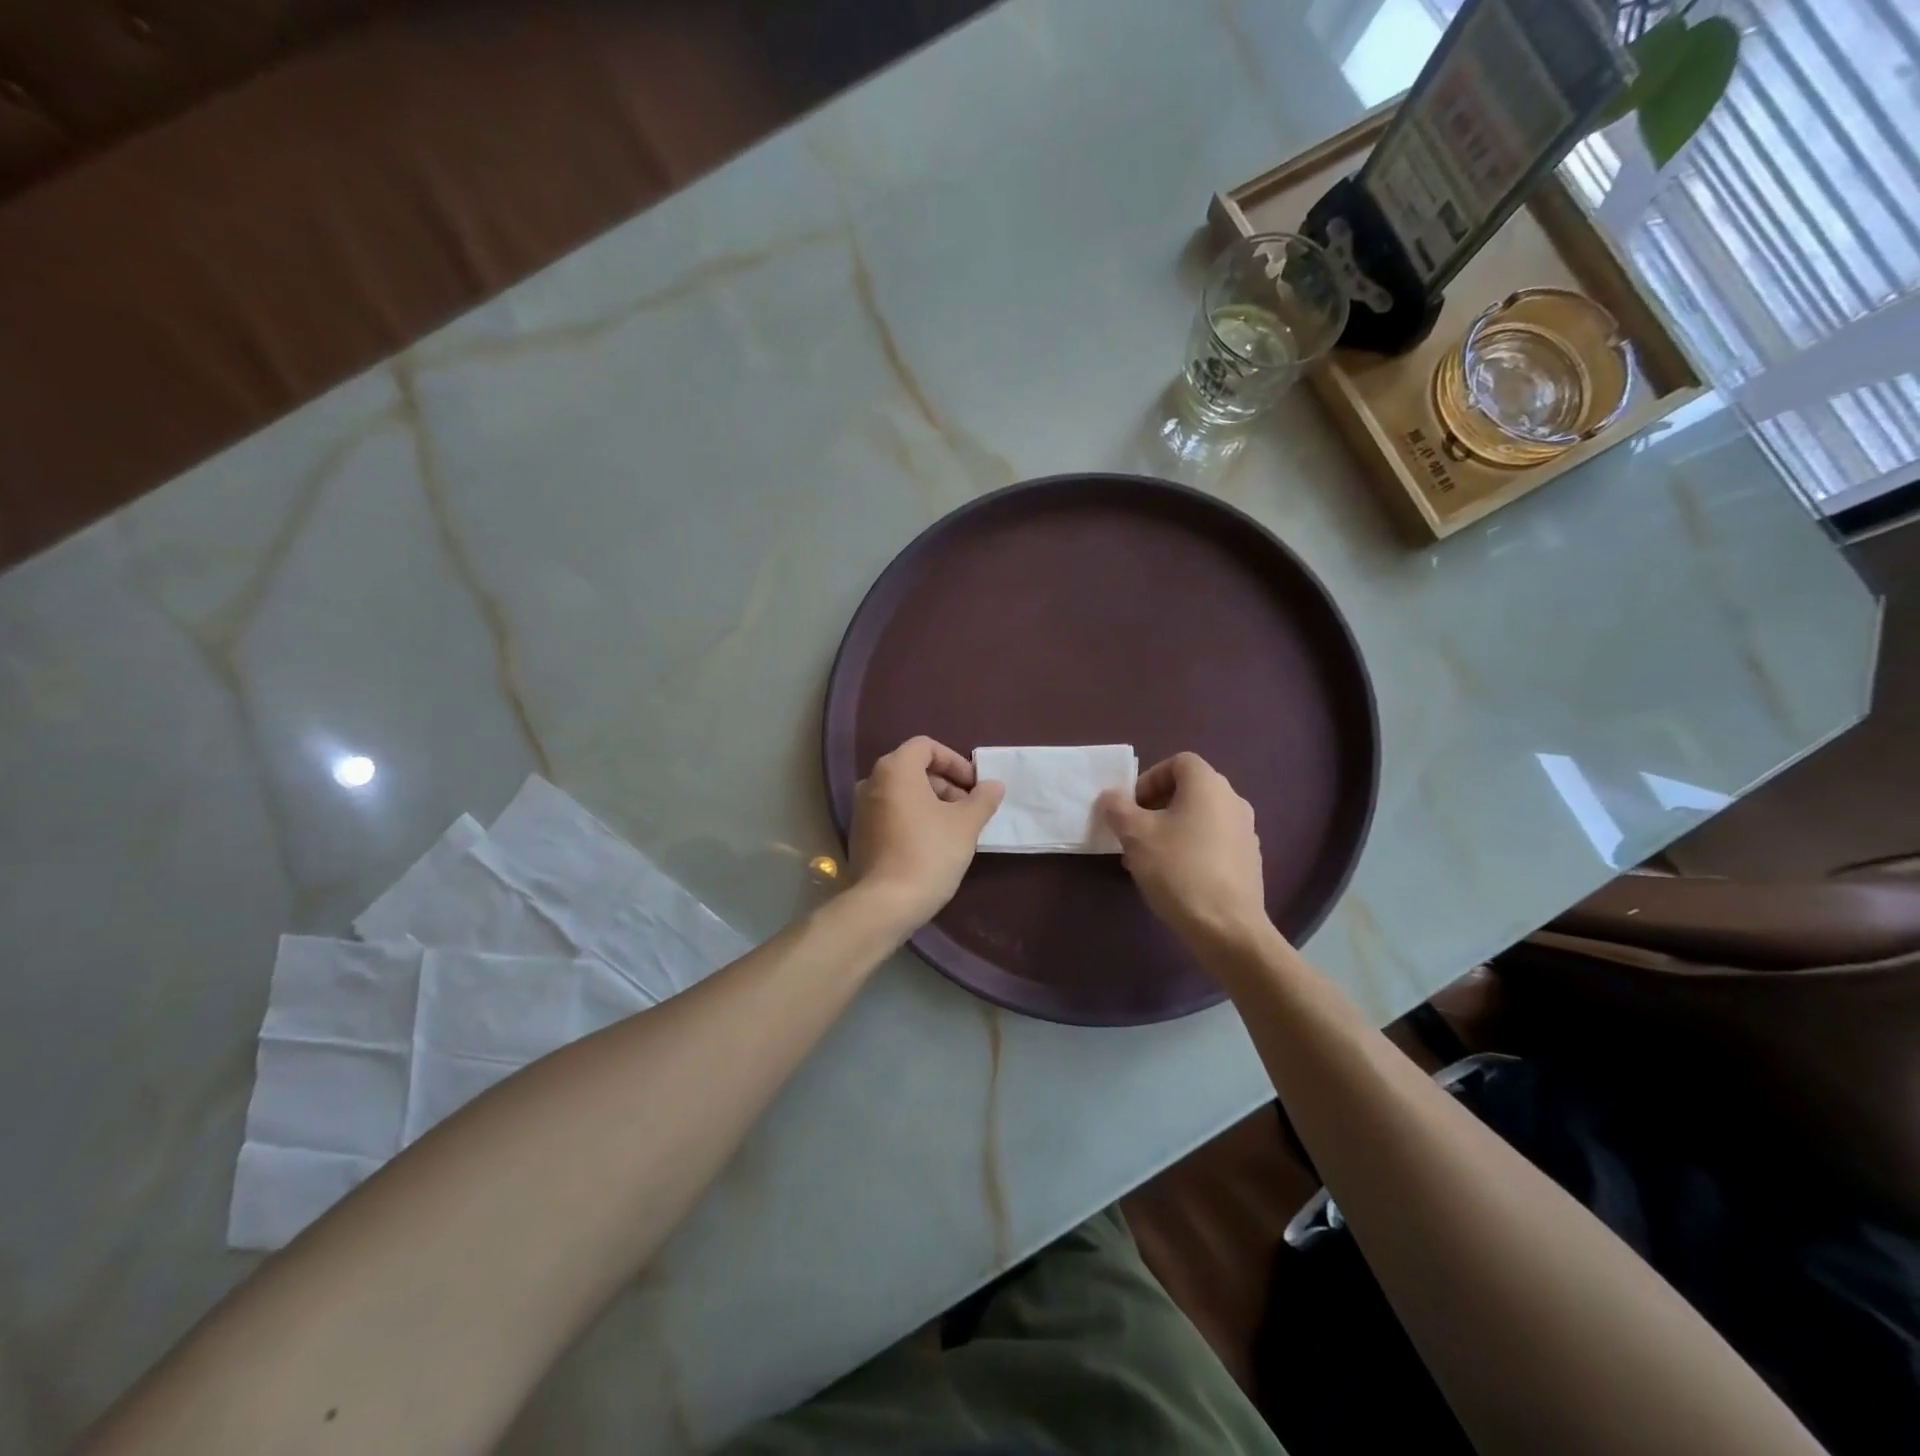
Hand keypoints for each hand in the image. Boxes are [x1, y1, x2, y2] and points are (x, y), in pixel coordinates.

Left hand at [848, 736, 1004, 930]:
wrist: (886, 903)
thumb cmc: (929, 853)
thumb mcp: (966, 824)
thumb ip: (982, 799)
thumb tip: (994, 785)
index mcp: (895, 770)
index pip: (926, 746)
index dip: (954, 761)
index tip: (973, 785)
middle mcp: (871, 782)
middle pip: (913, 769)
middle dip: (945, 784)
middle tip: (968, 808)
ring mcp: (860, 810)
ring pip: (902, 793)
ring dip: (930, 802)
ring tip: (954, 828)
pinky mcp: (859, 835)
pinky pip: (890, 813)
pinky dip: (912, 818)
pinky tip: (931, 844)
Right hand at [1097, 752, 1272, 950]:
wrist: (1227, 928)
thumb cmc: (1178, 870)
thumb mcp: (1135, 836)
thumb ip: (1118, 808)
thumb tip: (1112, 796)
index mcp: (1209, 786)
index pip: (1179, 762)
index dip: (1150, 778)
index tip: (1132, 806)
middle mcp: (1233, 801)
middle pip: (1190, 790)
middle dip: (1157, 806)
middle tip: (1134, 833)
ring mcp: (1246, 832)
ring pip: (1200, 819)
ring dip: (1172, 829)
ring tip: (1148, 859)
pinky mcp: (1249, 862)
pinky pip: (1214, 843)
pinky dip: (1191, 849)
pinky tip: (1174, 878)